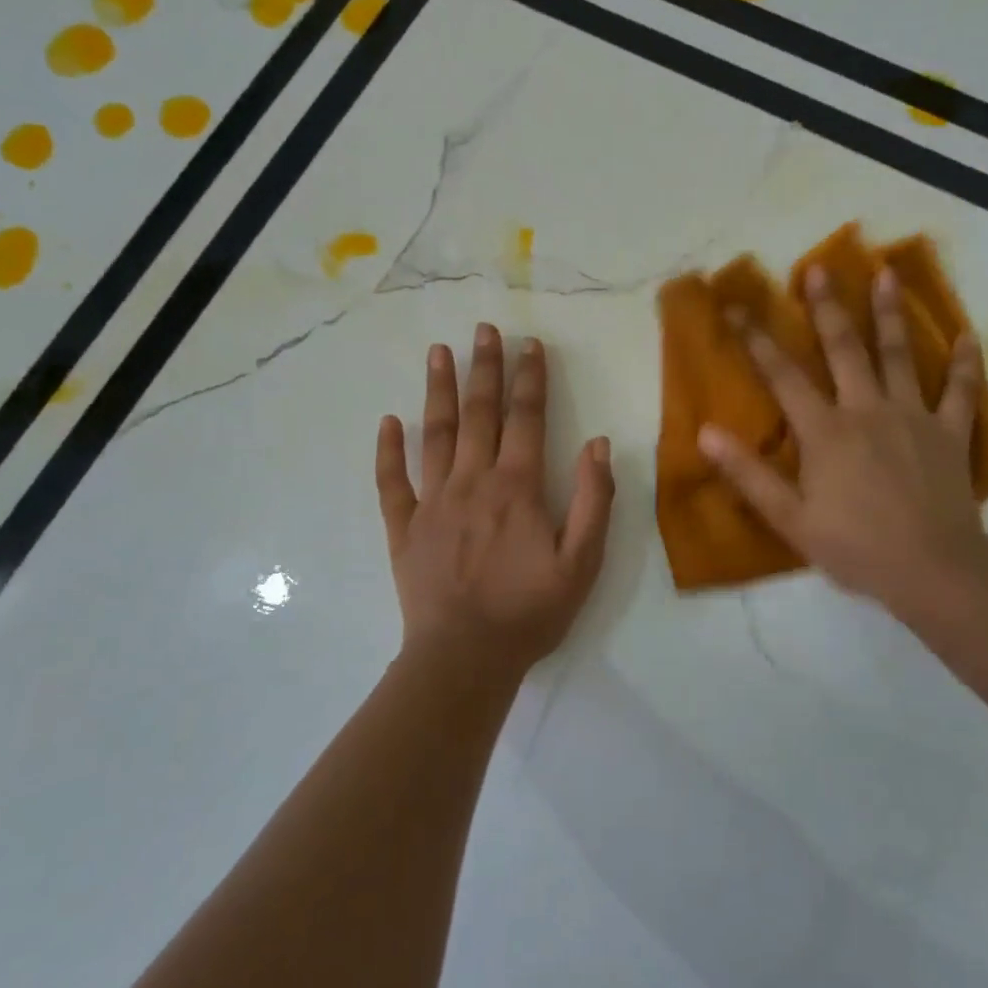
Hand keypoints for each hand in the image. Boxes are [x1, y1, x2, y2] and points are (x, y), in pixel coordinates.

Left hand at [376, 324, 614, 683]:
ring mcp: (433, 502)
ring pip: (435, 434)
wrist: (465, 657)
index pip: (526, 418)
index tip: (531, 344)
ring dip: (439, 391)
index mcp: (517, 487)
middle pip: (479, 414)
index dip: (531, 378)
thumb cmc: (530, 611)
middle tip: (484, 329)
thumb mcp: (582, 561)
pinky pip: (393, 482)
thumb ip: (593, 499)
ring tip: (439, 352)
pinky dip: (389, 451)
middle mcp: (473, 481)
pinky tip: (389, 422)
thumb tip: (598, 442)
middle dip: (484, 368)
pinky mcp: (404, 528)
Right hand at [698, 266, 987, 621]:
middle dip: (827, 307)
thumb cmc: (855, 547)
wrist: (932, 569)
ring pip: (900, 355)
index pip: (783, 376)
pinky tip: (968, 335)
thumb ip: (748, 474)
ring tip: (887, 273)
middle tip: (818, 269)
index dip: (757, 340)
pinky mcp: (949, 432)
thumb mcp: (790, 518)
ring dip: (891, 313)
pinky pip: (960, 391)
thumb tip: (705, 433)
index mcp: (825, 431)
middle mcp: (867, 410)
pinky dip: (965, 363)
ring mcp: (913, 416)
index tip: (737, 308)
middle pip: (844, 349)